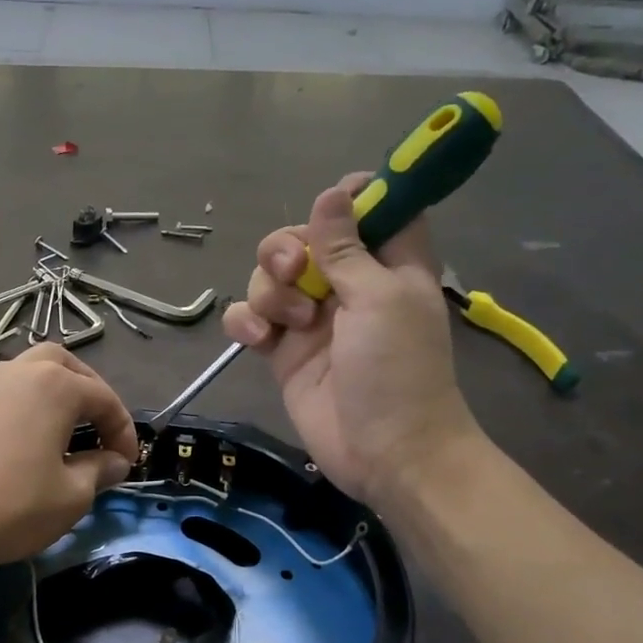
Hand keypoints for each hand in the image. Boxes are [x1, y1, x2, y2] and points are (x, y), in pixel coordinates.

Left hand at [0, 345, 138, 573]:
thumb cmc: (14, 506)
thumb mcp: (72, 495)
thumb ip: (99, 470)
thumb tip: (114, 462)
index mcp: (54, 385)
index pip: (103, 398)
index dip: (123, 430)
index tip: (128, 463)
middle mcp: (18, 372)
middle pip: (64, 365)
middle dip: (90, 392)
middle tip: (100, 428)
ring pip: (30, 373)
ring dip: (55, 395)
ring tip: (66, 433)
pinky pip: (5, 394)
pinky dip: (26, 406)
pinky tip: (27, 442)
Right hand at [221, 176, 482, 506]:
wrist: (383, 451)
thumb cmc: (397, 370)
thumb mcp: (379, 298)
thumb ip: (347, 247)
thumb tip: (333, 191)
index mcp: (387, 262)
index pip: (371, 207)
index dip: (346, 200)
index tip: (327, 209)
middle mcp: (347, 283)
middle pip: (302, 238)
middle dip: (287, 248)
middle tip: (295, 272)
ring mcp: (311, 318)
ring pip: (270, 277)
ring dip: (269, 291)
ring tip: (290, 324)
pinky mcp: (282, 350)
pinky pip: (250, 317)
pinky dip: (245, 321)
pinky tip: (257, 338)